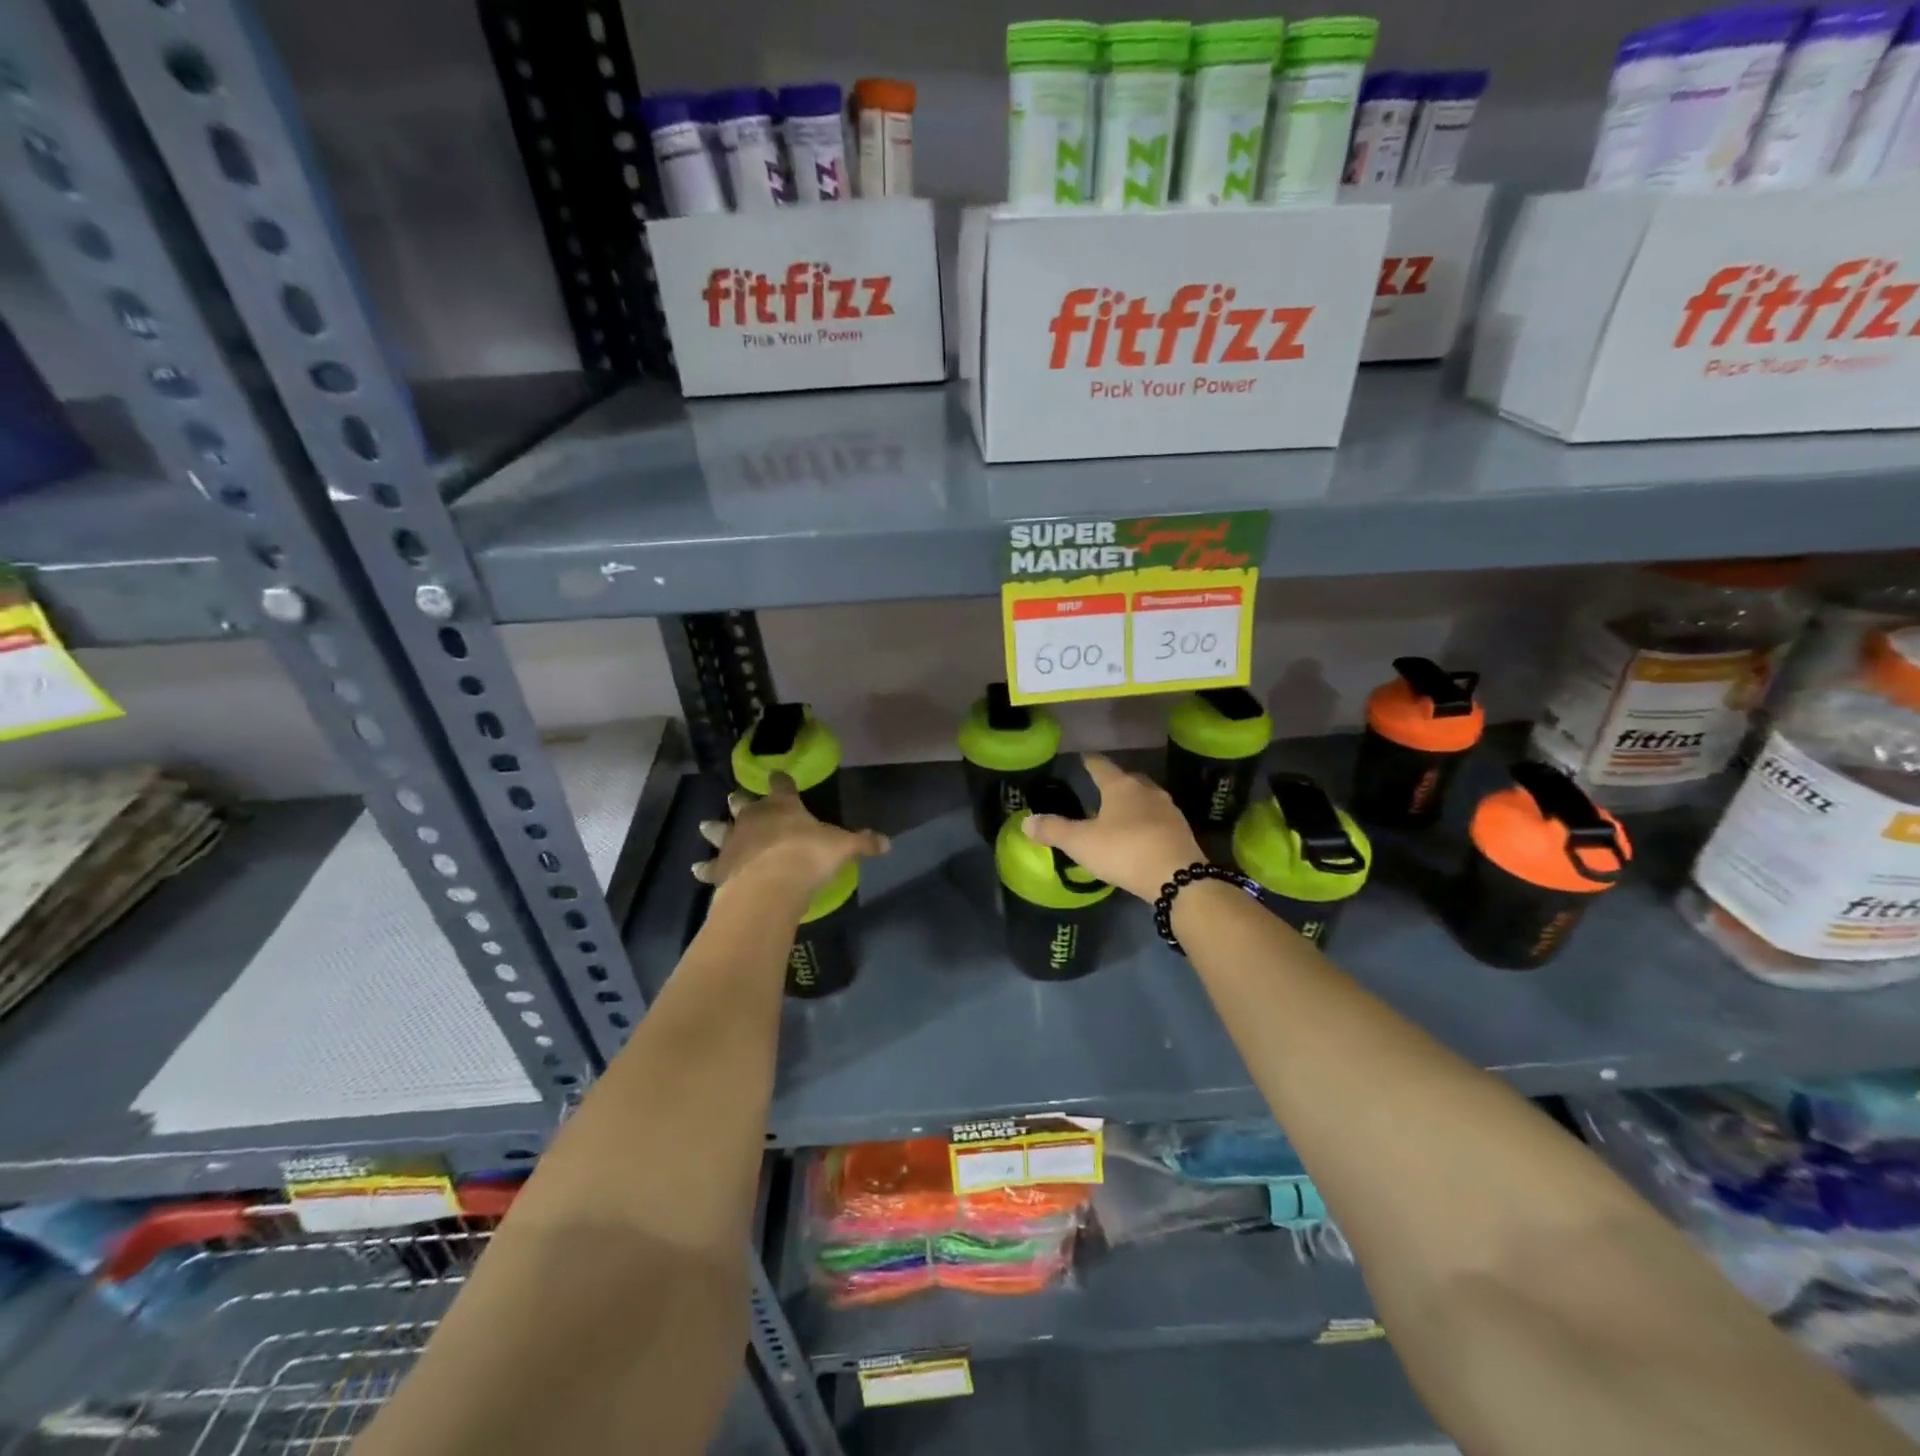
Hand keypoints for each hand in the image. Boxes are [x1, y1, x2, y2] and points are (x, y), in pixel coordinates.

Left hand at [693, 772, 887, 901]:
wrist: (770, 884)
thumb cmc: (808, 856)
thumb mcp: (843, 847)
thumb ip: (863, 842)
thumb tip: (887, 842)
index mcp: (783, 806)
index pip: (782, 785)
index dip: (781, 779)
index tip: (778, 775)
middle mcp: (753, 817)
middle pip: (743, 803)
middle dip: (741, 801)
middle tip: (736, 799)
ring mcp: (732, 841)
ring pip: (718, 829)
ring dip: (714, 828)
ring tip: (706, 826)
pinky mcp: (720, 867)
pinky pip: (709, 866)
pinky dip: (704, 868)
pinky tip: (697, 870)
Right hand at [1022, 753, 1202, 902]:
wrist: (1178, 877)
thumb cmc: (1124, 851)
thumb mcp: (1081, 843)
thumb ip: (1053, 830)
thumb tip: (1026, 822)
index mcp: (1121, 786)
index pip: (1101, 766)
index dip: (1089, 762)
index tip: (1083, 758)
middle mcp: (1146, 791)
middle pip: (1128, 779)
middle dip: (1114, 782)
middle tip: (1100, 788)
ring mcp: (1168, 810)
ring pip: (1146, 798)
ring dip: (1132, 802)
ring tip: (1118, 813)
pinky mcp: (1181, 830)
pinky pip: (1158, 818)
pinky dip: (1146, 821)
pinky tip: (1139, 835)